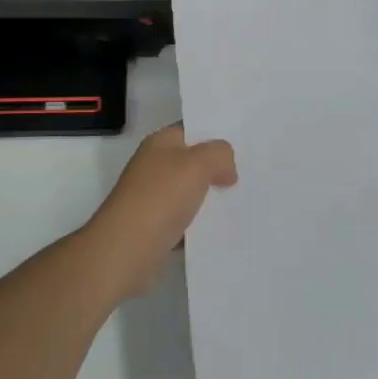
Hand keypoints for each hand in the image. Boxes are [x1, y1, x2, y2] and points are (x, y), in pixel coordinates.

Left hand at [82, 124, 237, 300]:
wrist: (126, 250)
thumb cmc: (161, 197)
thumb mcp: (198, 164)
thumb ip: (219, 155)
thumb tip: (226, 170)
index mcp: (160, 143)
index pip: (192, 128)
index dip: (217, 133)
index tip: (245, 143)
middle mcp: (154, 166)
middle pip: (193, 161)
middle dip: (219, 167)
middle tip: (251, 174)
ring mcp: (153, 197)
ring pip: (192, 191)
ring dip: (212, 197)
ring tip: (245, 200)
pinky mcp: (156, 226)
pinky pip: (187, 219)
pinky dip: (202, 223)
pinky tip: (224, 228)